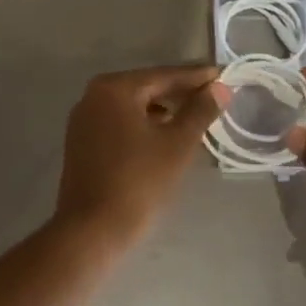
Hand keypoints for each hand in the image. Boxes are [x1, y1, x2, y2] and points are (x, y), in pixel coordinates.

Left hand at [53, 65, 225, 250]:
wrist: (92, 231)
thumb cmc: (138, 182)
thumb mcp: (177, 144)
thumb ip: (200, 111)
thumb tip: (219, 88)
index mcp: (115, 88)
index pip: (164, 76)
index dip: (196, 77)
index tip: (223, 75)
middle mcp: (94, 96)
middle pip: (147, 87)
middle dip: (180, 92)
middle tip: (213, 95)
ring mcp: (84, 119)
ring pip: (133, 106)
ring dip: (164, 109)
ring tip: (195, 116)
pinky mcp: (82, 142)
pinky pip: (121, 122)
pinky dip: (144, 123)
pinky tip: (165, 135)